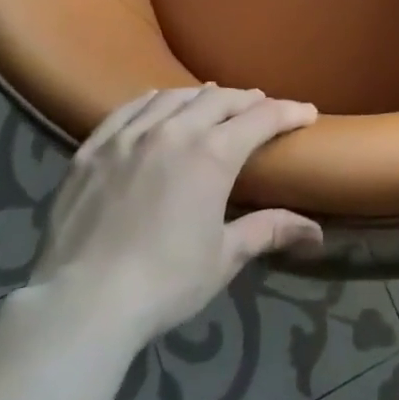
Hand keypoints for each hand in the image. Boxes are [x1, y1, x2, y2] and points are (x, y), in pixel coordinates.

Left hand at [29, 85, 321, 347]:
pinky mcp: (93, 149)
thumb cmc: (164, 282)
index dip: (289, 112)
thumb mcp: (224, 257)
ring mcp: (129, 136)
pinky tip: (157, 101)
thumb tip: (316, 232)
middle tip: (263, 108)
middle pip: (220, 99)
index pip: (261, 118)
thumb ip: (268, 231)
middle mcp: (174, 131)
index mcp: (212, 154)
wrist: (82, 303)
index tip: (307, 113)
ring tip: (214, 100)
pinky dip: (152, 100)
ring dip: (202, 96)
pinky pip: (128, 109)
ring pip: (174, 97)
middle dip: (247, 100)